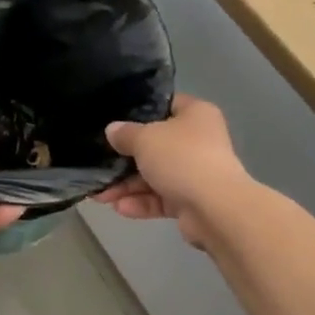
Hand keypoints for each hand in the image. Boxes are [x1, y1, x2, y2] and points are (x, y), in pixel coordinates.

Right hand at [93, 94, 250, 248]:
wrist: (215, 208)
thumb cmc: (181, 158)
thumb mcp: (145, 138)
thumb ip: (125, 134)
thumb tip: (113, 130)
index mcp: (195, 115)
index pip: (166, 105)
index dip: (140, 111)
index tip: (115, 120)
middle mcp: (199, 141)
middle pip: (156, 145)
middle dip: (126, 158)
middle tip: (100, 164)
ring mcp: (196, 172)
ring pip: (156, 175)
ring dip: (128, 185)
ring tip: (100, 195)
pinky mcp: (192, 201)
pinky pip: (161, 198)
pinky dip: (142, 202)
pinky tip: (119, 208)